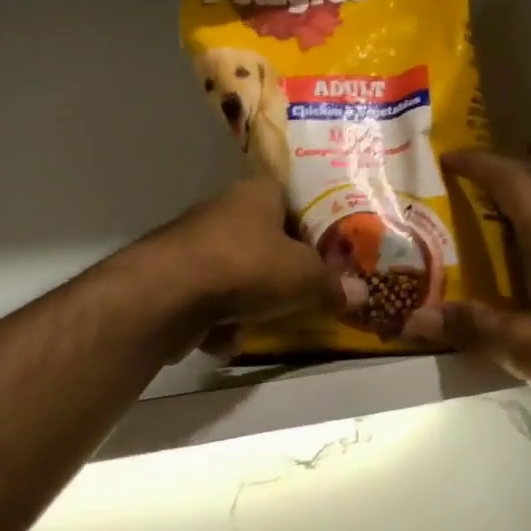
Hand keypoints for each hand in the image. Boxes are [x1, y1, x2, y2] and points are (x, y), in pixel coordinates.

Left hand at [146, 176, 365, 355]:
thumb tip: (363, 294)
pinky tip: (222, 338)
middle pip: (264, 240)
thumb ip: (333, 286)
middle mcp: (224, 210)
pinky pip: (208, 300)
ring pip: (236, 274)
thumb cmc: (247, 267)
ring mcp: (194, 244)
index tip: (329, 253)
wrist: (167, 294)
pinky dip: (218, 321)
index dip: (313, 224)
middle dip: (281, 272)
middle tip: (304, 293)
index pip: (292, 198)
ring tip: (260, 322)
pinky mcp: (172, 278)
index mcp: (258, 193)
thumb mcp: (305, 278)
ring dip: (249, 303)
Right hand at [404, 151, 530, 425]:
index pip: (514, 181)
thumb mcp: (529, 348)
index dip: (479, 164)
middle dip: (499, 169)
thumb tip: (416, 317)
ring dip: (521, 194)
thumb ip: (474, 328)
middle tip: (462, 178)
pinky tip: (523, 257)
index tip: (446, 157)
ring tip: (484, 210)